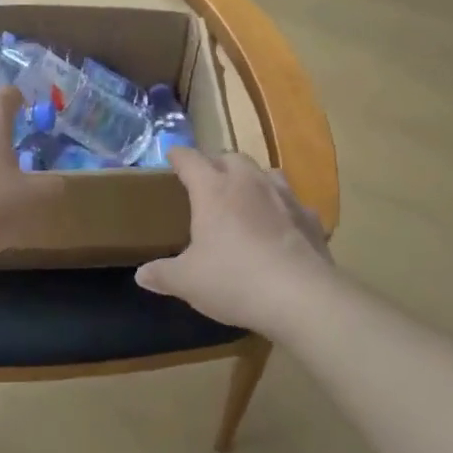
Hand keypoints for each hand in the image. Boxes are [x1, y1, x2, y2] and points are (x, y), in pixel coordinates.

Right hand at [136, 148, 335, 329]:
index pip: (190, 160)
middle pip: (231, 158)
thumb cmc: (234, 280)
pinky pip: (293, 203)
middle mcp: (249, 184)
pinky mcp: (311, 219)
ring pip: (266, 172)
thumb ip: (163, 274)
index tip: (171, 154)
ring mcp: (284, 198)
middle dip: (216, 163)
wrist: (302, 297)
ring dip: (252, 178)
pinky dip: (283, 208)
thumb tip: (141, 275)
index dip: (178, 155)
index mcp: (213, 190)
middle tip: (207, 179)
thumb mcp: (188, 282)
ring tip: (244, 194)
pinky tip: (280, 225)